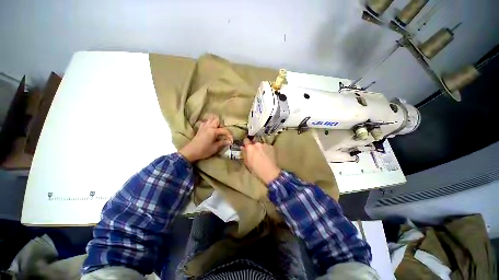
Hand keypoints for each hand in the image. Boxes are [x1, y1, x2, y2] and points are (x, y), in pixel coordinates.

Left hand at [179, 115, 232, 161]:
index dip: (229, 135)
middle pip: (217, 120)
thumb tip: (229, 141)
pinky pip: (206, 122)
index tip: (231, 141)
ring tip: (218, 130)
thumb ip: (223, 143)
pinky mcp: (200, 128)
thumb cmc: (204, 150)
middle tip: (223, 133)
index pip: (224, 130)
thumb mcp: (215, 148)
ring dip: (216, 123)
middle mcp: (208, 126)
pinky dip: (209, 124)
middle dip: (222, 125)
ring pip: (211, 119)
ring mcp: (203, 126)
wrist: (191, 152)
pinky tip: (211, 129)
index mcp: (213, 131)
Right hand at [241, 138, 280, 183]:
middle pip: (254, 143)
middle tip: (255, 154)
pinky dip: (266, 150)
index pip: (245, 140)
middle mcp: (257, 144)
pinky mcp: (271, 147)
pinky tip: (267, 156)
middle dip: (254, 147)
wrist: (270, 172)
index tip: (246, 146)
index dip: (246, 143)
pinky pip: (267, 147)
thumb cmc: (256, 169)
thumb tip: (242, 147)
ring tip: (262, 155)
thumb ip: (244, 153)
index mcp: (250, 147)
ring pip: (261, 145)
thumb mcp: (247, 163)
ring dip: (260, 148)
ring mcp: (265, 145)